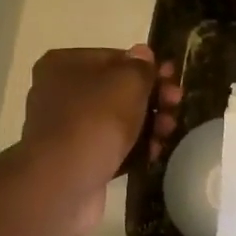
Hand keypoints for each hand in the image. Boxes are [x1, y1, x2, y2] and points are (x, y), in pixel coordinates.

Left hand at [18, 47, 180, 235]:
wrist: (65, 181)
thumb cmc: (96, 120)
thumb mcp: (128, 82)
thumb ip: (141, 67)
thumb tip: (143, 54)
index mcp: (64, 64)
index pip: (114, 57)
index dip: (147, 68)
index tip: (173, 79)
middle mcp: (59, 92)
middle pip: (117, 90)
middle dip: (151, 98)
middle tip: (176, 105)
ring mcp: (66, 128)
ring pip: (116, 120)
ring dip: (147, 124)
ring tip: (168, 132)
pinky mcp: (76, 159)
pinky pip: (111, 146)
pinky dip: (133, 147)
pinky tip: (154, 152)